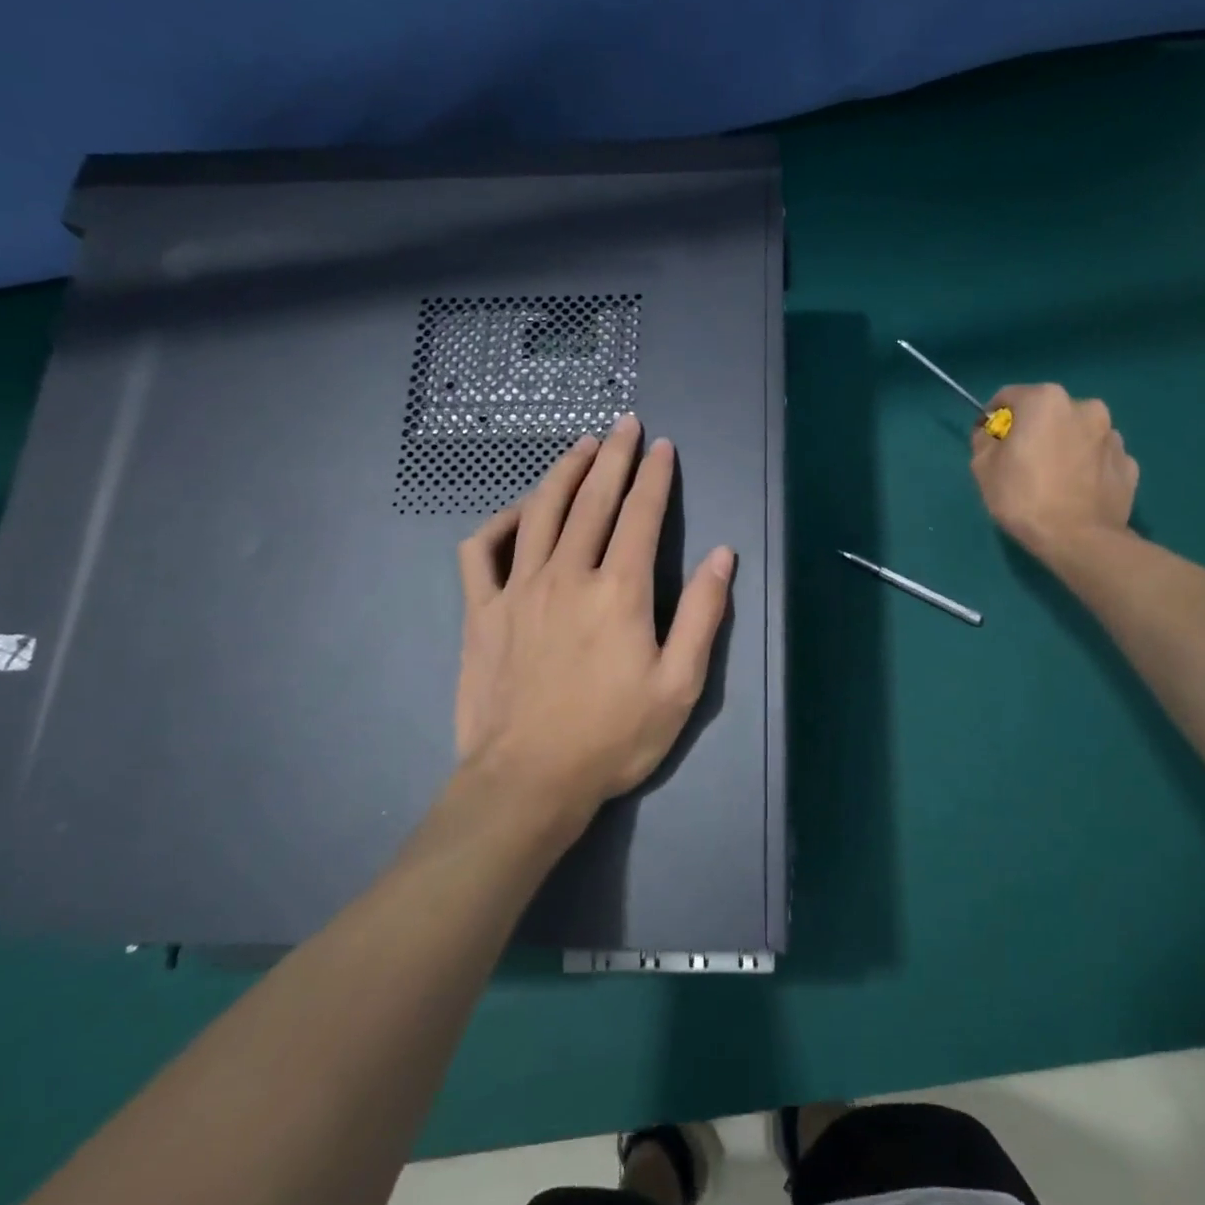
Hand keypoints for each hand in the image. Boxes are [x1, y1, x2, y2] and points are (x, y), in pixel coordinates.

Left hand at [452, 416, 734, 831]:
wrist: (528, 780)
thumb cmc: (613, 737)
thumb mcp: (680, 685)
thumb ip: (703, 615)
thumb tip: (723, 556)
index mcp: (619, 591)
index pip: (641, 515)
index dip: (655, 476)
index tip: (663, 446)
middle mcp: (567, 575)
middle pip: (592, 499)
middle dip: (612, 456)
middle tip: (624, 425)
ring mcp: (517, 589)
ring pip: (540, 511)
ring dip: (562, 471)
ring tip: (579, 445)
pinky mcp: (481, 612)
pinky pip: (482, 550)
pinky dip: (499, 521)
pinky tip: (518, 512)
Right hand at [970, 384, 1138, 564]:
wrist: (1078, 539)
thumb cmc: (1023, 497)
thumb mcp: (982, 467)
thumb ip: (984, 440)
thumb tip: (992, 433)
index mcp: (1046, 400)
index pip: (1009, 397)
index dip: (993, 419)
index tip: (988, 443)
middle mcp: (1085, 407)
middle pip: (1047, 413)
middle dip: (1033, 431)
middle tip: (1021, 463)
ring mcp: (1113, 436)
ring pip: (1077, 434)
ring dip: (1064, 447)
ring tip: (1052, 480)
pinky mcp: (1129, 464)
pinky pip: (1098, 459)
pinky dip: (1086, 467)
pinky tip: (1076, 491)